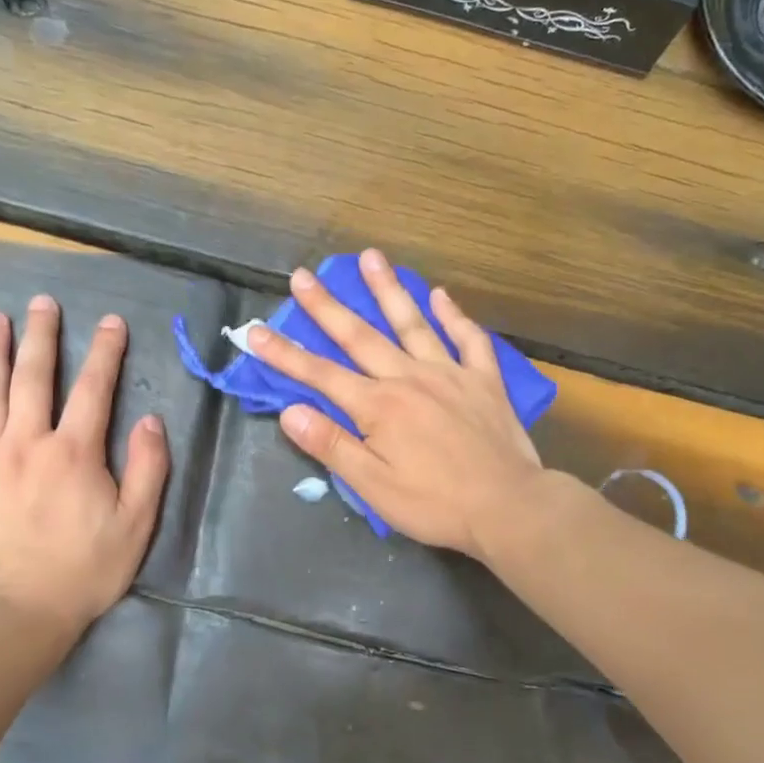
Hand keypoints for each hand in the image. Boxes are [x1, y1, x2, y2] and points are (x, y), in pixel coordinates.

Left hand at [0, 295, 169, 638]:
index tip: (111, 322)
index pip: (95, 389)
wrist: (13, 613)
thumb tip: (151, 421)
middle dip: (42, 336)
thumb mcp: (136, 524)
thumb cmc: (82, 571)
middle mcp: (27, 443)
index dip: (105, 352)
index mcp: (74, 452)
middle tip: (42, 303)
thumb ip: (148, 469)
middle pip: (35, 378)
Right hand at [243, 250, 544, 558]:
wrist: (508, 506)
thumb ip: (331, 445)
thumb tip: (290, 411)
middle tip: (303, 275)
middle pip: (360, 336)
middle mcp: (409, 378)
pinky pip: (469, 339)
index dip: (284, 354)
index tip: (255, 331)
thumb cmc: (435, 504)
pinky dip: (454, 315)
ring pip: (412, 323)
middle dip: (327, 307)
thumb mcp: (373, 486)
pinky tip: (441, 294)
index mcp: (378, 407)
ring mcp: (450, 374)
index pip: (320, 375)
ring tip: (371, 257)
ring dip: (388, 289)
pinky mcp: (484, 380)